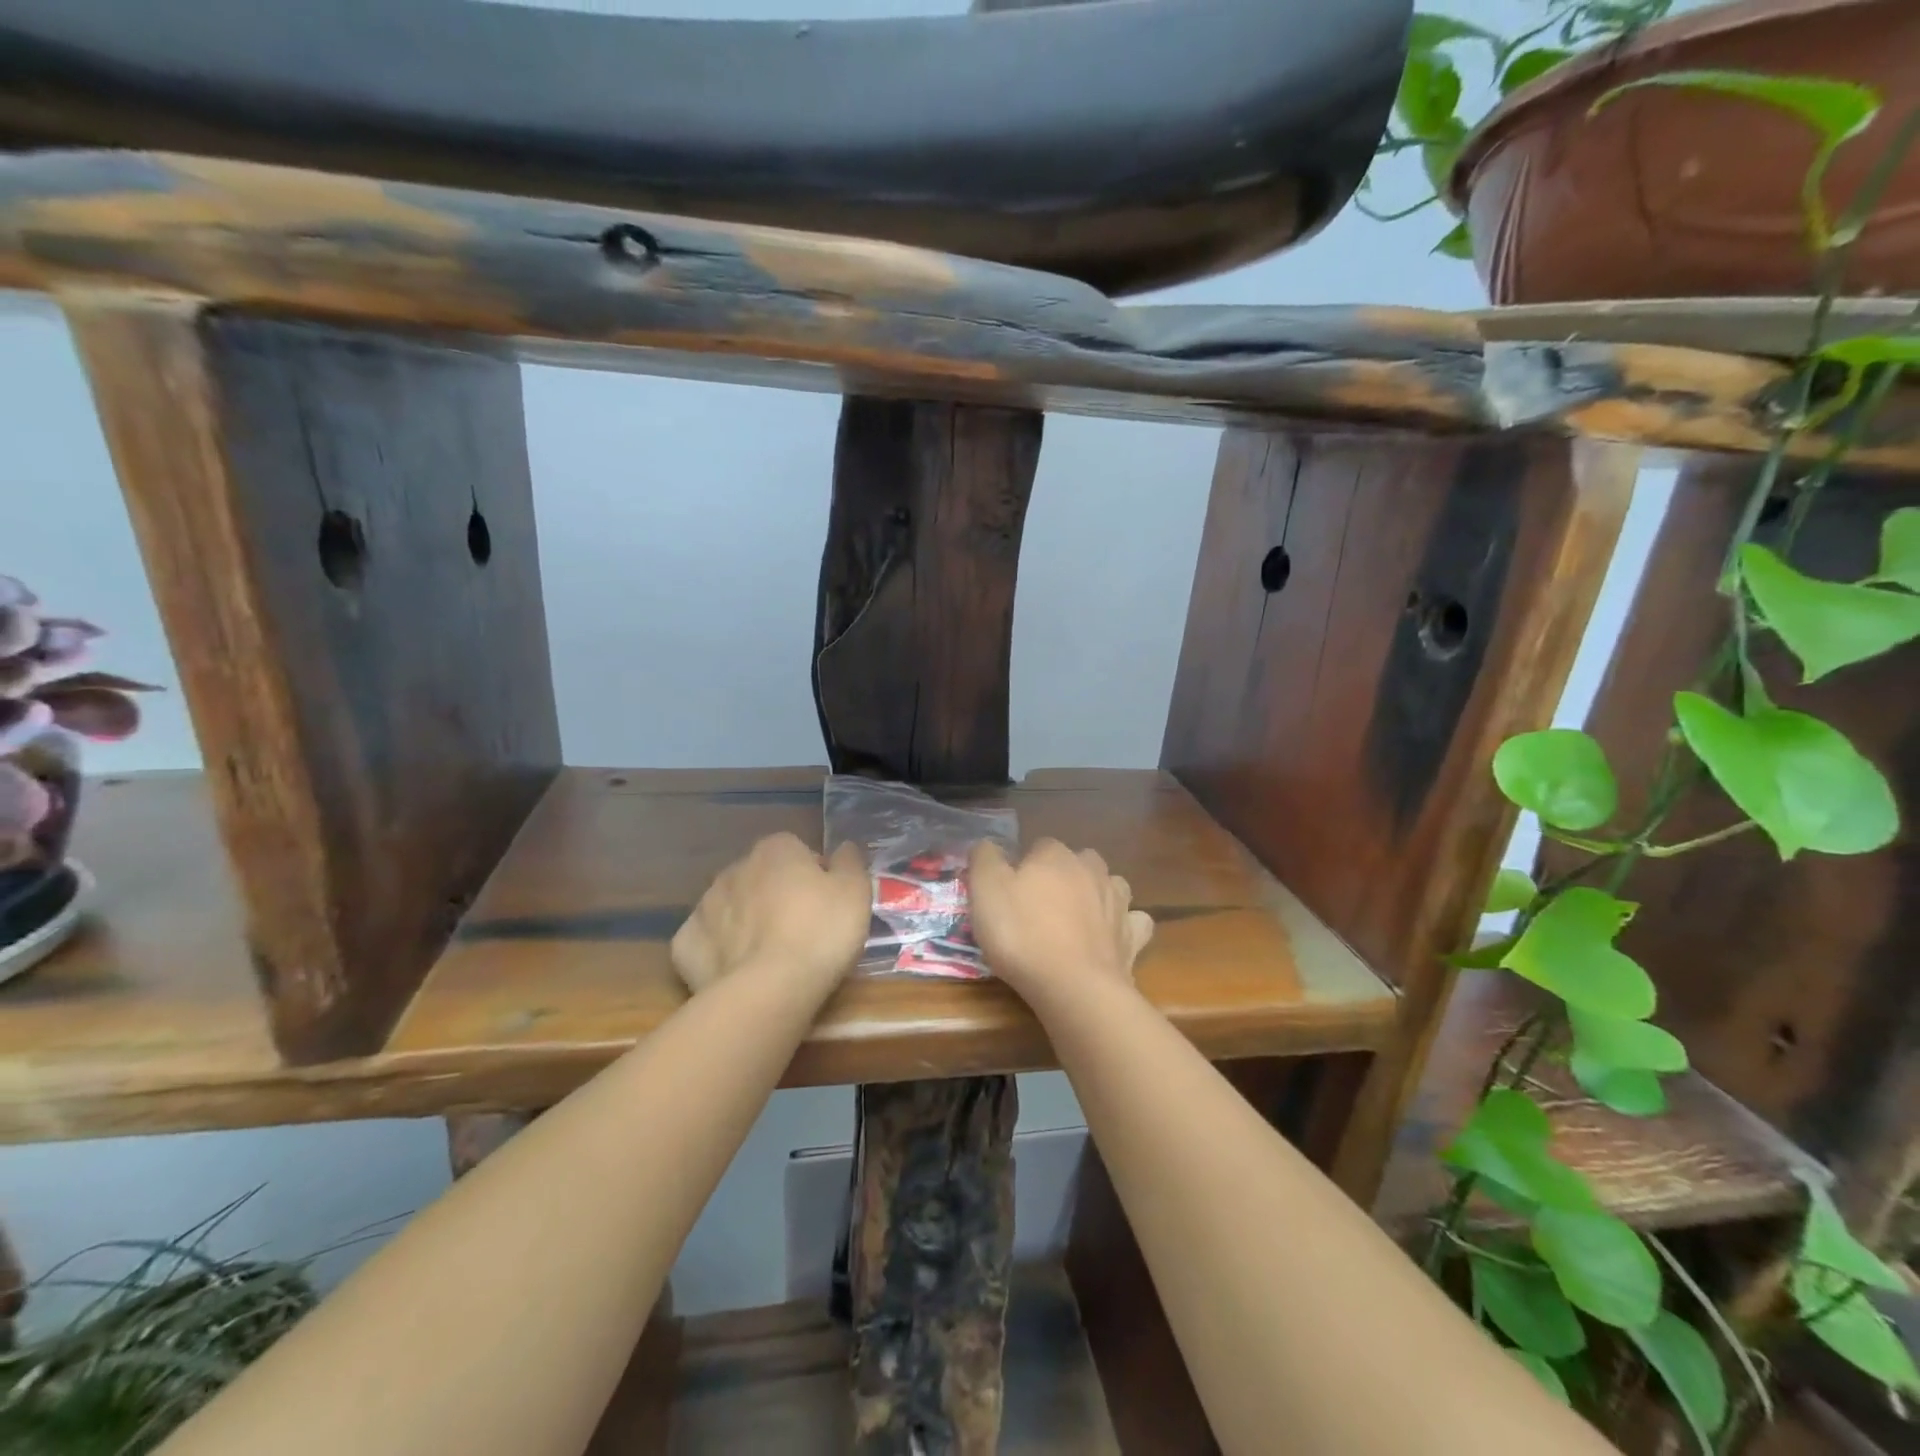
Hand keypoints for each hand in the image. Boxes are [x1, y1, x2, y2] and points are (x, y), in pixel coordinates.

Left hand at [672, 833, 870, 993]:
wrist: (769, 989)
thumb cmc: (820, 932)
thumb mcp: (855, 892)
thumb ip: (849, 862)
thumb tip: (843, 847)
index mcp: (776, 849)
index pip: (798, 851)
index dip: (814, 876)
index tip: (827, 903)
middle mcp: (736, 868)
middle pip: (763, 877)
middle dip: (777, 896)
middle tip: (803, 930)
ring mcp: (705, 905)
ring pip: (733, 907)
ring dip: (748, 920)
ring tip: (772, 955)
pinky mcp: (685, 944)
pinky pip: (708, 940)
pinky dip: (721, 950)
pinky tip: (738, 970)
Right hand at [967, 839, 1153, 1001]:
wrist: (1073, 986)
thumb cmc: (1022, 933)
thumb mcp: (985, 891)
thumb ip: (984, 859)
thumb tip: (987, 844)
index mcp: (1055, 855)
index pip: (1038, 846)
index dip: (1024, 867)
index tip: (1010, 892)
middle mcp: (1091, 869)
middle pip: (1078, 862)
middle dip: (1063, 876)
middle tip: (1041, 906)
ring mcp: (1118, 903)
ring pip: (1110, 885)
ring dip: (1097, 895)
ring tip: (1078, 918)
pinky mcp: (1133, 937)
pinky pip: (1133, 922)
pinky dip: (1124, 926)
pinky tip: (1110, 938)